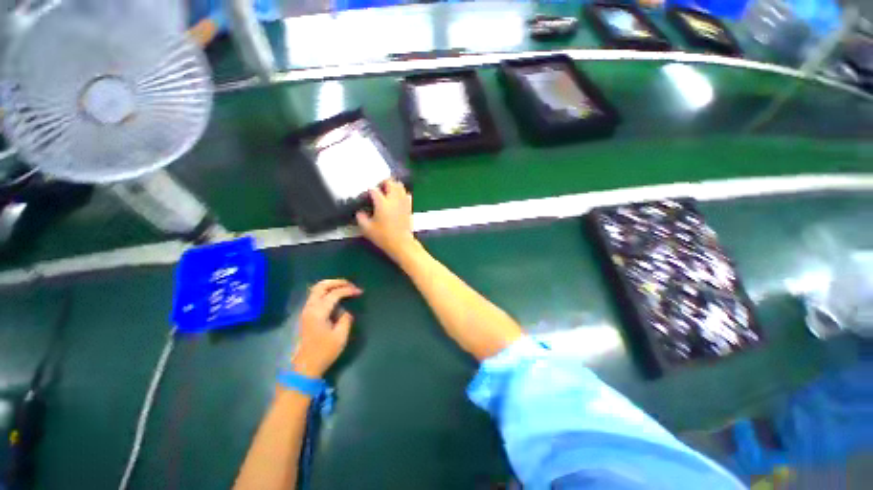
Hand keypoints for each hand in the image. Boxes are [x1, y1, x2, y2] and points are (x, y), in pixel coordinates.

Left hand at [290, 279, 361, 379]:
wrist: (305, 366)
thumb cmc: (324, 352)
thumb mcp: (340, 336)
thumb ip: (345, 319)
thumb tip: (345, 311)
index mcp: (319, 313)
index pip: (334, 294)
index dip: (348, 290)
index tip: (359, 291)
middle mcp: (310, 308)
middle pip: (321, 286)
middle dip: (337, 282)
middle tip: (350, 284)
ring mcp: (306, 310)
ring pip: (316, 289)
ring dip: (331, 285)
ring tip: (344, 287)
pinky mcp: (306, 314)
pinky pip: (315, 296)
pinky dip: (326, 291)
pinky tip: (335, 295)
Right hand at [356, 180, 417, 261]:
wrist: (401, 243)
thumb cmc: (383, 236)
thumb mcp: (366, 229)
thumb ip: (360, 217)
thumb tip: (360, 212)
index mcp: (382, 203)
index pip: (374, 190)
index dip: (368, 191)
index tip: (365, 195)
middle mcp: (393, 199)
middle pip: (390, 182)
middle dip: (383, 182)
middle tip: (378, 188)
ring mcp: (403, 202)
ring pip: (400, 186)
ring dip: (393, 186)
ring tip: (387, 191)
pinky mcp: (409, 207)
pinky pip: (406, 195)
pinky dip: (401, 193)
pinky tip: (397, 198)